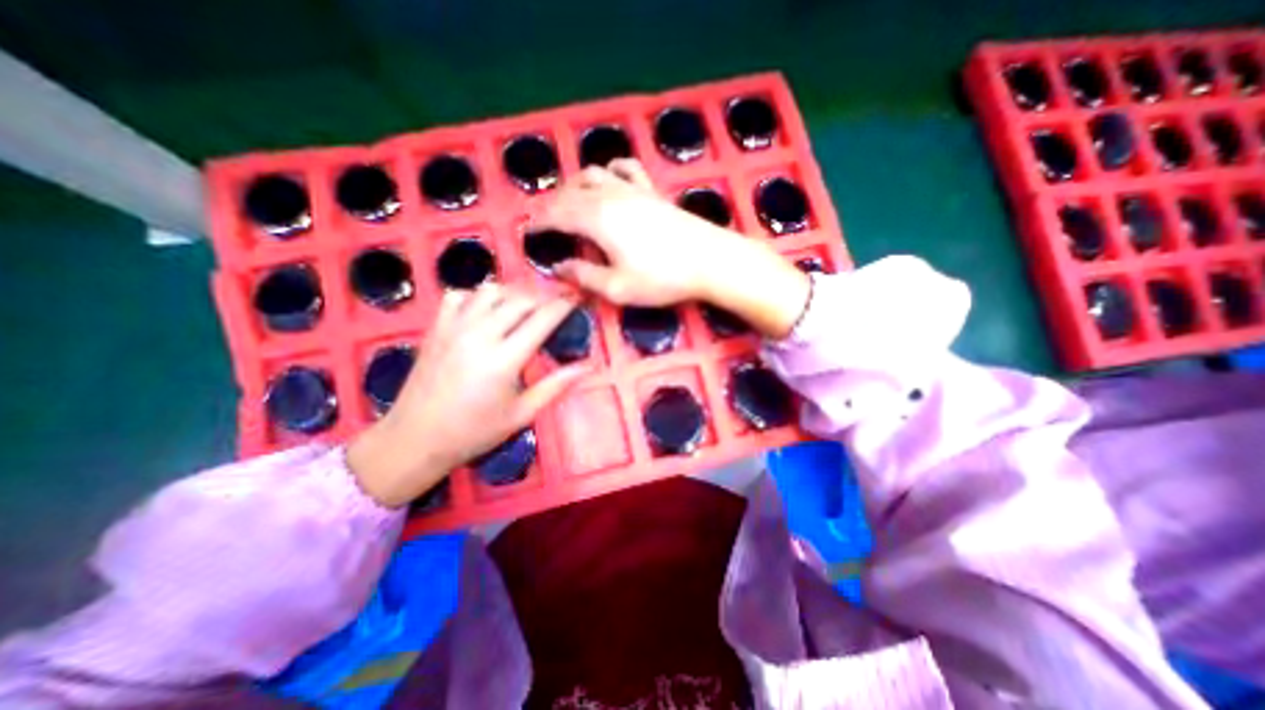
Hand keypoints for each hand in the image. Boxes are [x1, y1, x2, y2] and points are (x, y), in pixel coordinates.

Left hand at [344, 286, 584, 507]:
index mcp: (504, 359)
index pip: (542, 319)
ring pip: (491, 290)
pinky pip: (461, 295)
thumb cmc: (474, 431)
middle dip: (545, 295)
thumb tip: (589, 366)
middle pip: (520, 299)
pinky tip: (488, 311)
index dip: (564, 304)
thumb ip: (556, 385)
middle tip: (559, 302)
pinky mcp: (436, 327)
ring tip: (528, 305)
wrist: (414, 438)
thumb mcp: (522, 414)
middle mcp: (479, 335)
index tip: (578, 297)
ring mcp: (454, 327)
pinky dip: (480, 296)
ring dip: (515, 293)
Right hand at [532, 162, 809, 337]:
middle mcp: (610, 196)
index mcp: (597, 219)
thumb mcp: (618, 288)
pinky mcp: (652, 191)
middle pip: (571, 193)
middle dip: (551, 205)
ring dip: (574, 186)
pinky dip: (610, 169)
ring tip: (569, 201)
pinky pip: (626, 168)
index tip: (528, 232)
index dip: (539, 223)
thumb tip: (559, 268)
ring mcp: (633, 189)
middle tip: (544, 222)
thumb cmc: (663, 278)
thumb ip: (584, 277)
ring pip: (593, 175)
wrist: (710, 260)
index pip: (557, 215)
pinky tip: (610, 176)